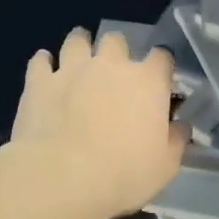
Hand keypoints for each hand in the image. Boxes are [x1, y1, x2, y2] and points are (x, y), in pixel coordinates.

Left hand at [11, 26, 189, 218]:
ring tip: (78, 60)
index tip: (158, 82)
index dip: (161, 67)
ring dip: (80, 46)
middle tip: (113, 73)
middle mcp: (111, 65)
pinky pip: (40, 61)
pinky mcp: (39, 81)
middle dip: (117, 51)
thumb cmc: (123, 174)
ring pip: (76, 40)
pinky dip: (44, 64)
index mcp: (148, 82)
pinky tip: (45, 72)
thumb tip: (180, 126)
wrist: (62, 178)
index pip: (162, 57)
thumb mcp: (165, 166)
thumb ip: (175, 140)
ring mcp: (72, 69)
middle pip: (116, 40)